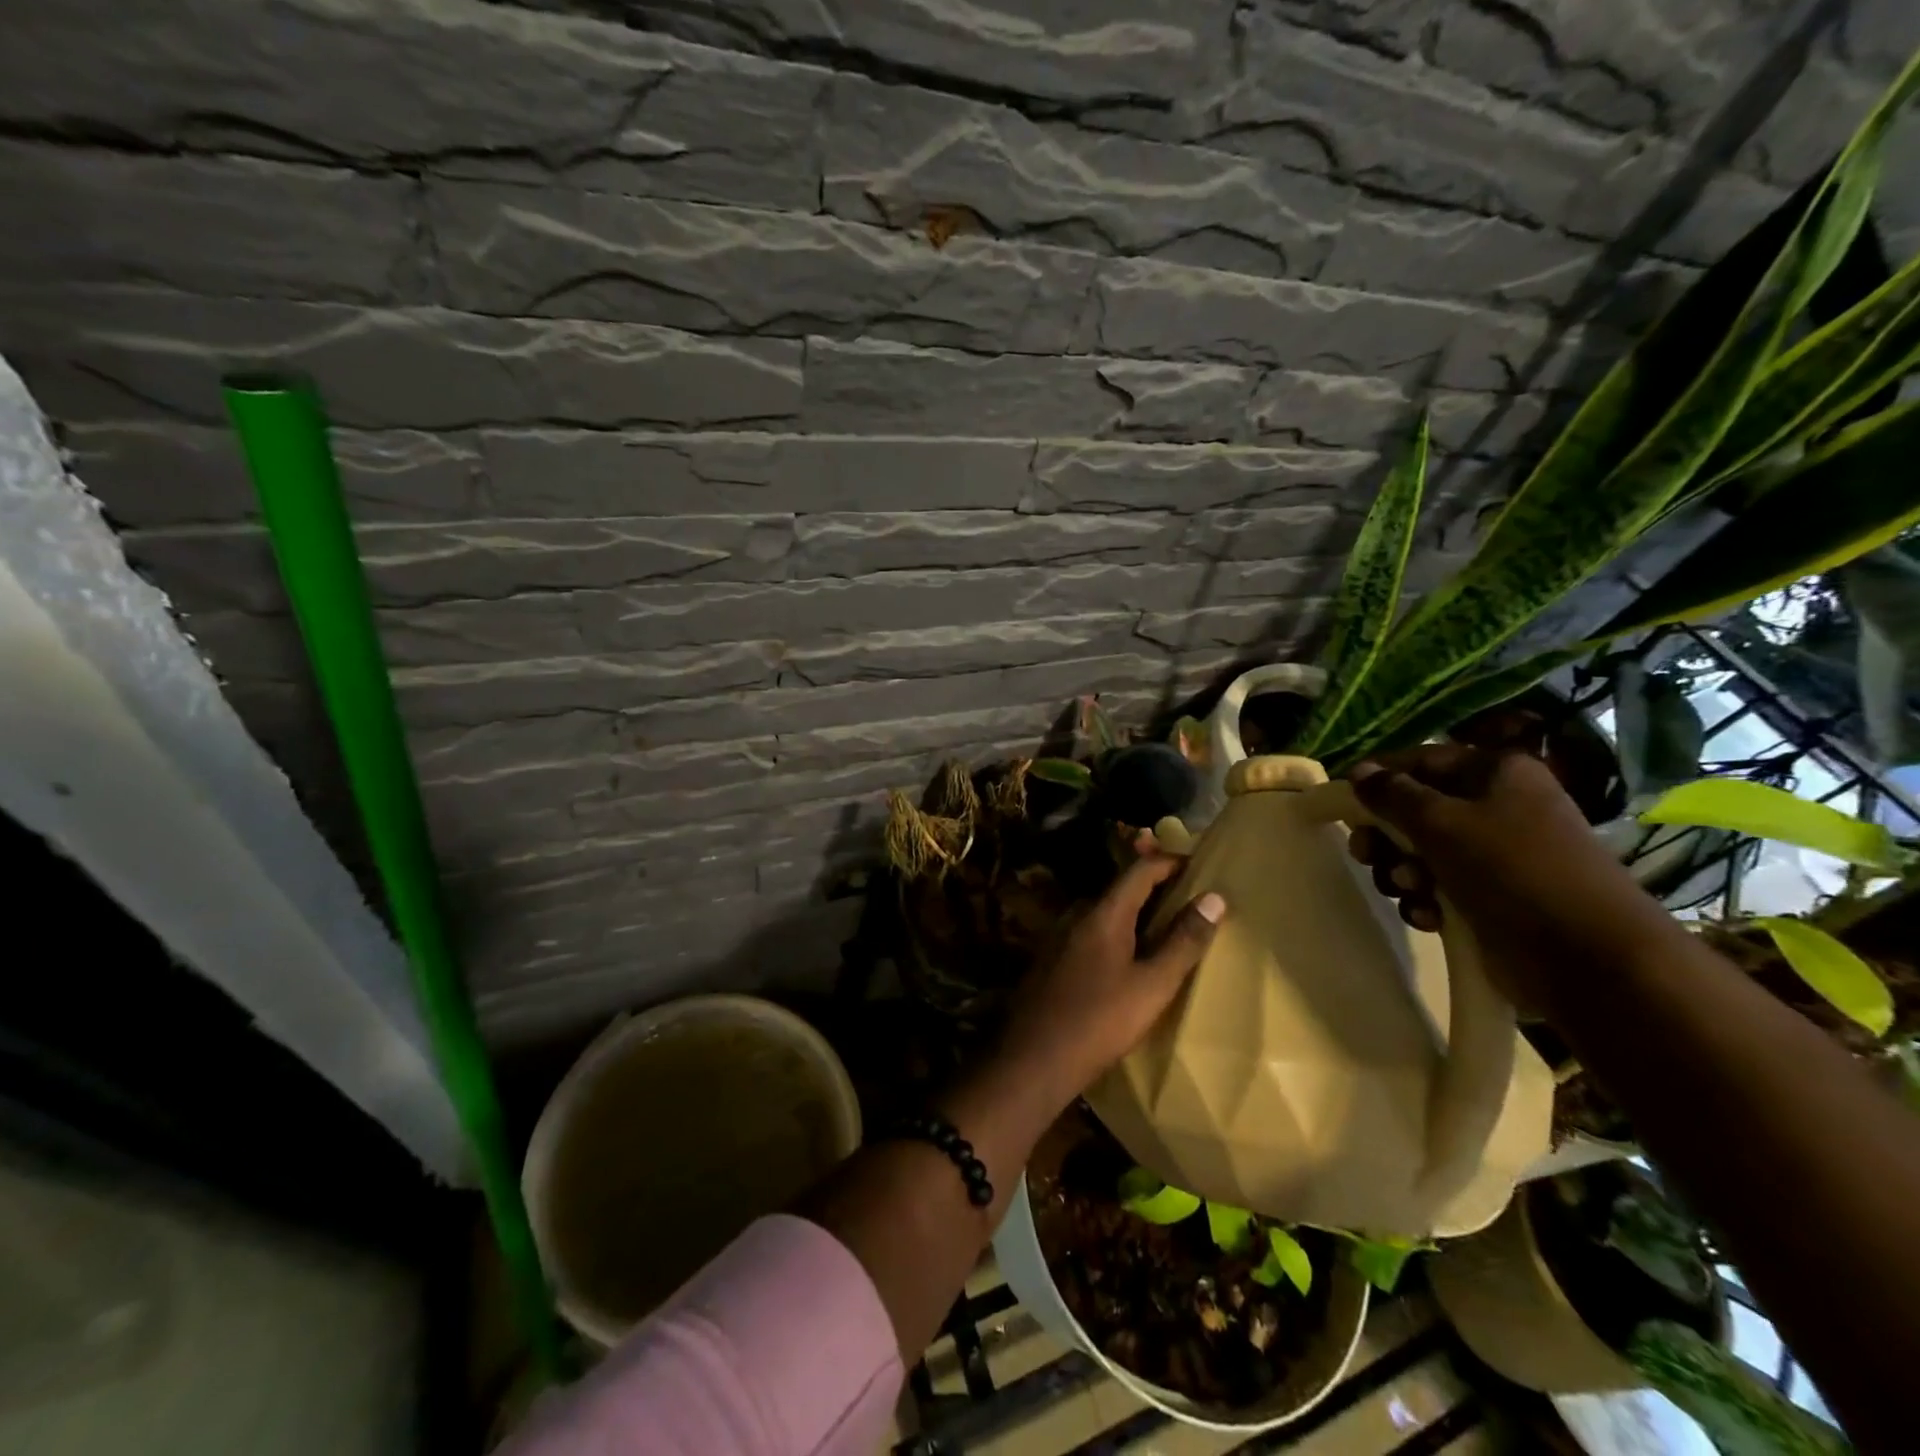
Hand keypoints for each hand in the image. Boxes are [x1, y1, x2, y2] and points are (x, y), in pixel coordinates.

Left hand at [998, 834, 1224, 1100]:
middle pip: (1121, 888)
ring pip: (1106, 911)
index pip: (1140, 870)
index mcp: (1103, 913)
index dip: (1170, 862)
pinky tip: (1132, 955)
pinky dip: (1119, 931)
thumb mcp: (1153, 984)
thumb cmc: (1100, 1019)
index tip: (1198, 866)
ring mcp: (1061, 936)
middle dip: (1156, 886)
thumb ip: (1183, 941)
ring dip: (1137, 911)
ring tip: (1169, 925)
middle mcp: (1078, 915)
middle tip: (1190, 896)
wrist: (1035, 1057)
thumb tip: (1214, 898)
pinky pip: (1093, 932)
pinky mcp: (1054, 959)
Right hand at [1345, 744, 1675, 1015]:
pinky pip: (1438, 888)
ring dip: (1402, 873)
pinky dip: (1426, 901)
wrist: (1589, 958)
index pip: (1421, 760)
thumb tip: (1357, 771)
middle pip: (1415, 809)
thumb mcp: (1442, 823)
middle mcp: (1497, 806)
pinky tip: (1429, 918)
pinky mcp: (1491, 897)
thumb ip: (1392, 794)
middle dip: (1386, 836)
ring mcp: (1496, 854)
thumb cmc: (1513, 871)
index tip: (1343, 800)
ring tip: (1411, 892)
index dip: (1378, 777)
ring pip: (1420, 852)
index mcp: (1496, 773)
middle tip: (1367, 855)